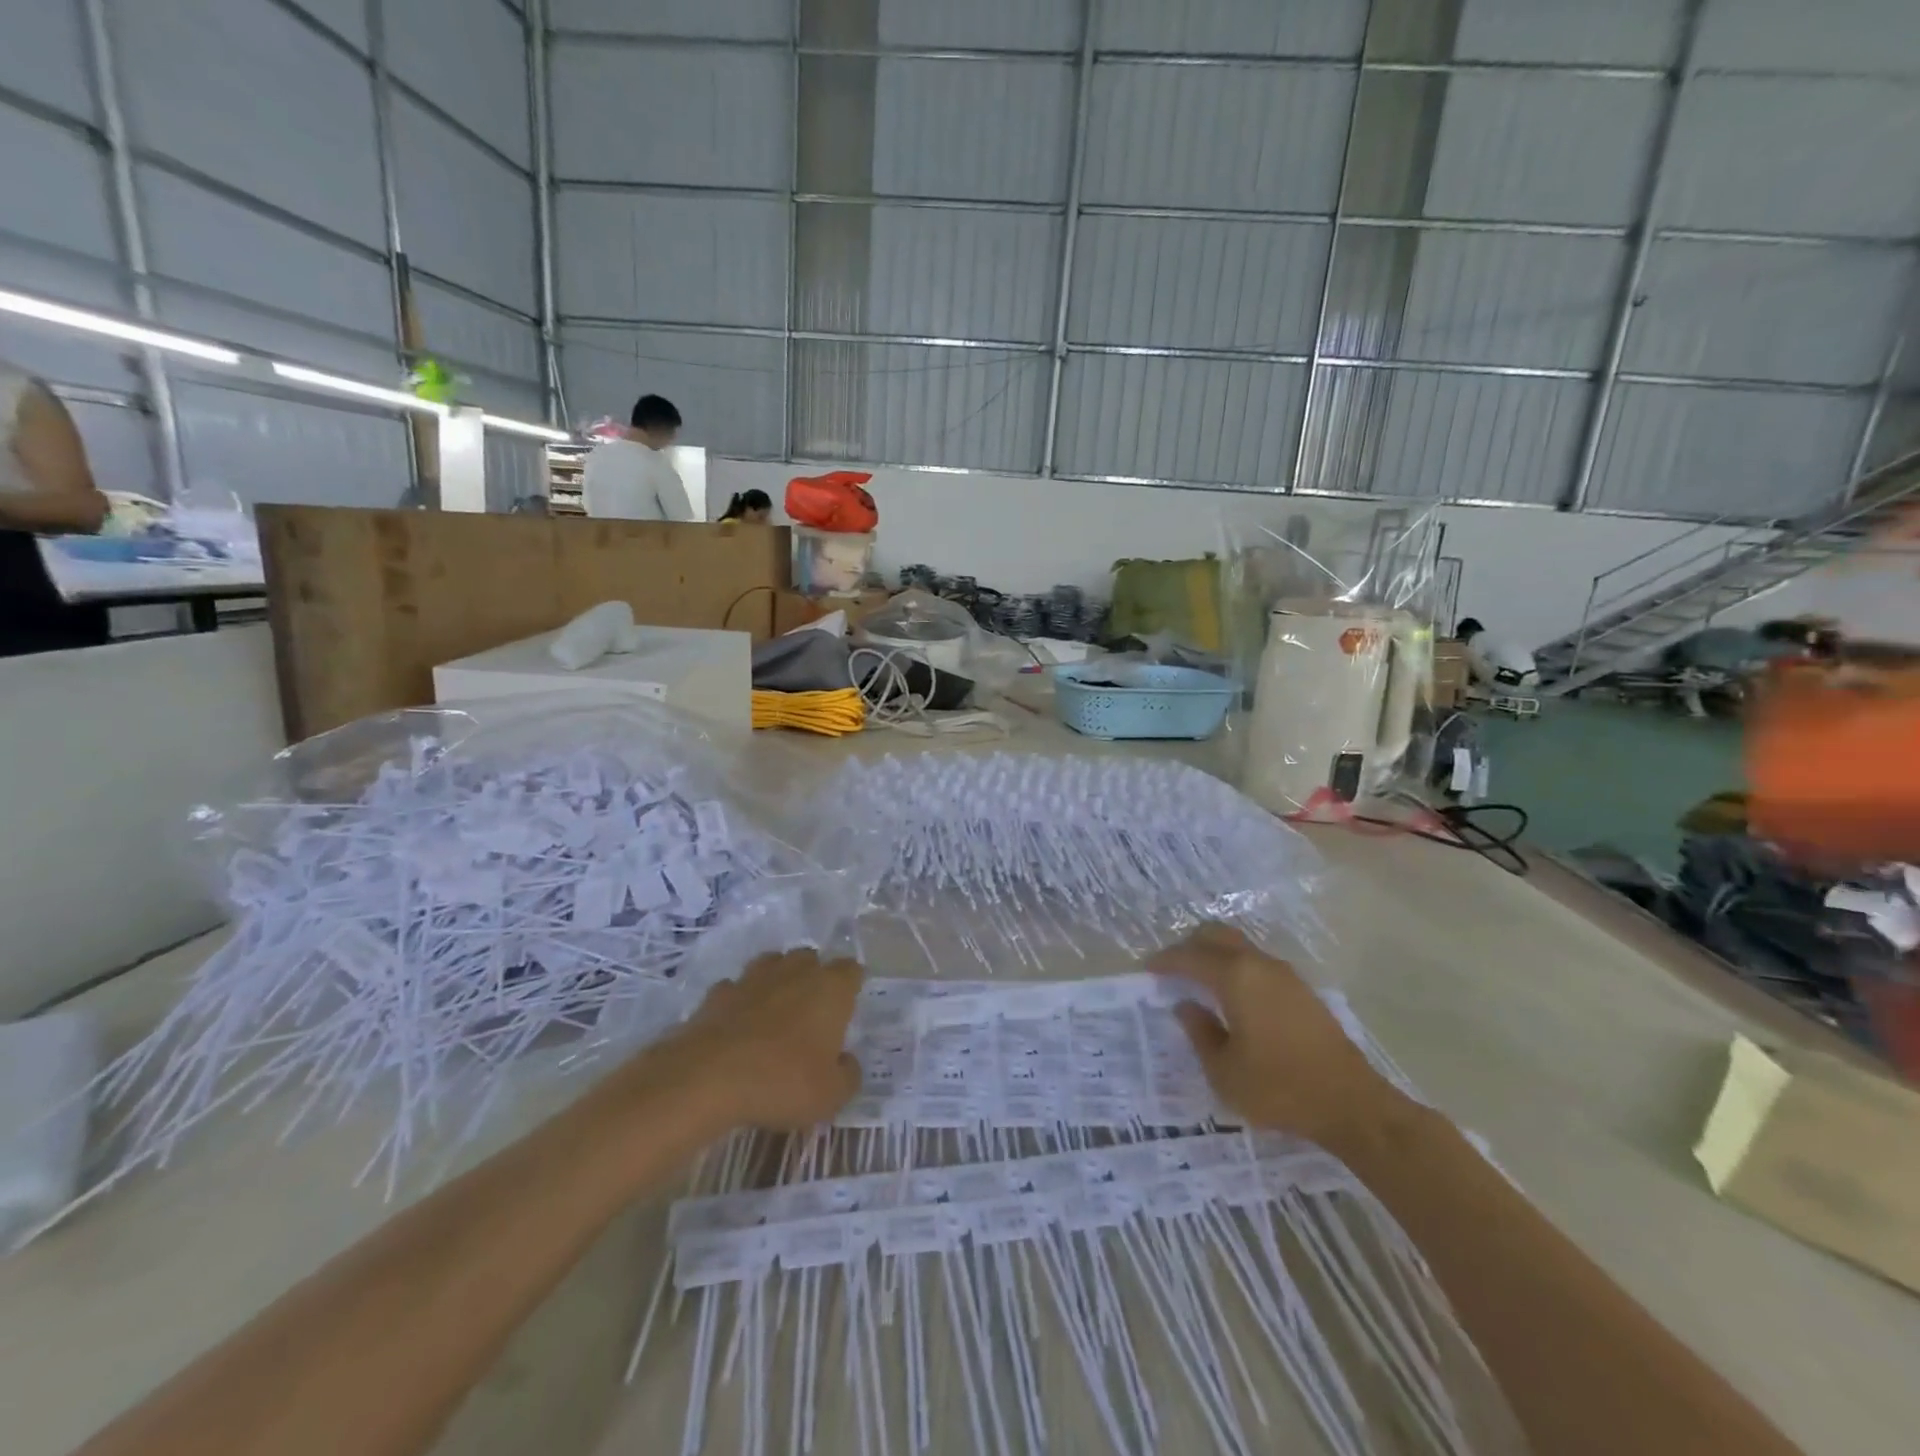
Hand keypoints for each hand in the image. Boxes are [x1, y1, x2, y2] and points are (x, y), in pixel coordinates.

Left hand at [655, 950, 864, 1131]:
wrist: (707, 1078)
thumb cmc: (782, 1082)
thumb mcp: (832, 1096)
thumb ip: (848, 1075)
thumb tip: (846, 1061)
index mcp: (830, 989)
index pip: (850, 970)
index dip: (851, 985)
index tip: (849, 1006)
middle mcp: (795, 972)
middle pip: (810, 959)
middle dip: (814, 976)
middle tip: (812, 1010)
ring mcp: (753, 978)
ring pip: (772, 964)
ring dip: (777, 980)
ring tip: (776, 1010)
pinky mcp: (717, 993)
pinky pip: (736, 988)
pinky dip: (740, 1000)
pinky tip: (738, 1024)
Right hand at [1151, 923, 1406, 1150]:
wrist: (1351, 1104)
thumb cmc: (1279, 1089)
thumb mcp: (1223, 1071)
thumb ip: (1199, 1033)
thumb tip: (1185, 1006)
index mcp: (1235, 978)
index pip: (1190, 957)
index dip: (1165, 961)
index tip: (1147, 969)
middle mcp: (1259, 965)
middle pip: (1216, 935)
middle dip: (1189, 946)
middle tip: (1172, 969)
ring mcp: (1285, 975)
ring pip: (1239, 946)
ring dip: (1215, 955)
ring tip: (1199, 982)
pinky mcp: (1302, 990)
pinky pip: (1257, 963)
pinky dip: (1236, 968)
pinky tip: (1232, 997)